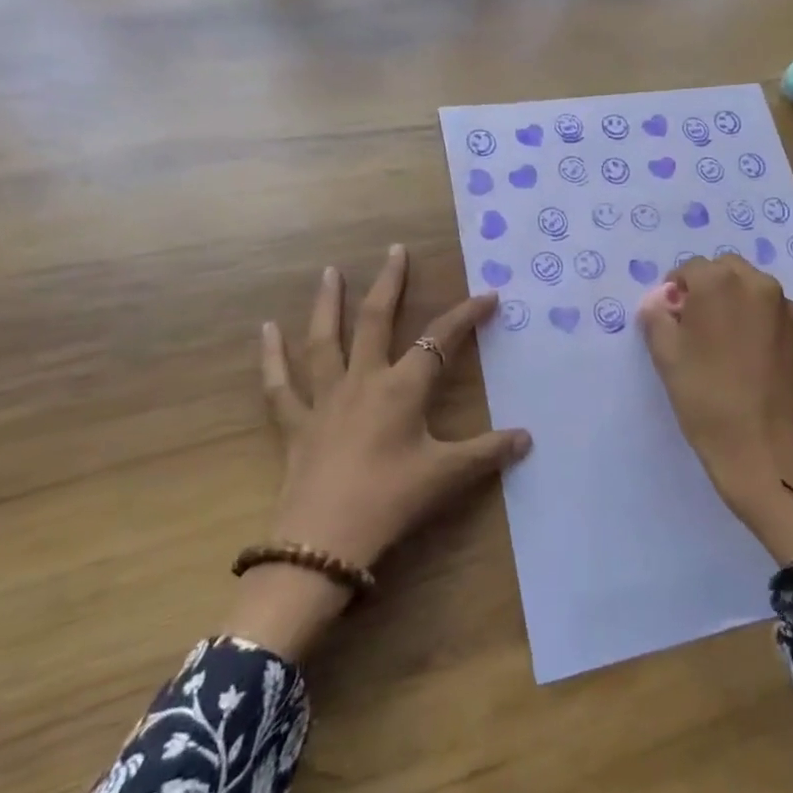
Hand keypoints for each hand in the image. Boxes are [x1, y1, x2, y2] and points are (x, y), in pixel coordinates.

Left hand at [225, 245, 529, 658]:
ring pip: (325, 340)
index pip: (442, 340)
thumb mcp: (447, 476)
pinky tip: (266, 329)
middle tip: (395, 250)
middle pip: (378, 321)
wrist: (325, 543)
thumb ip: (488, 452)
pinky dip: (271, 357)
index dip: (467, 315)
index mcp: (403, 388)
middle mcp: (364, 381)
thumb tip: (527, 438)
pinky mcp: (296, 424)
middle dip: (391, 284)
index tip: (489, 295)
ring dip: (329, 304)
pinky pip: (280, 385)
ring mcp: (325, 399)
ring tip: (330, 271)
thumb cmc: (391, 501)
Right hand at [640, 256, 792, 566]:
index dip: (674, 291)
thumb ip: (657, 317)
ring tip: (720, 343)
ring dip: (732, 301)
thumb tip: (661, 301)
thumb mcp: (666, 357)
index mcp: (721, 283)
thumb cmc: (707, 400)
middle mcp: (758, 285)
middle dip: (706, 289)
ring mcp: (785, 309)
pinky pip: (770, 311)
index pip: (689, 269)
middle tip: (692, 327)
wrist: (765, 450)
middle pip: (724, 270)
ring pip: (750, 289)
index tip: (669, 320)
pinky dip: (754, 320)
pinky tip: (745, 356)